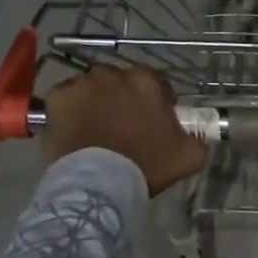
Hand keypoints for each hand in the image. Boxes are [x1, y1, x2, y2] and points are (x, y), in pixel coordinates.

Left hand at [41, 65, 208, 194]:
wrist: (98, 183)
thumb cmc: (145, 166)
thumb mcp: (189, 156)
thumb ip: (198, 138)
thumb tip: (199, 134)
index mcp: (147, 81)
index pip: (156, 83)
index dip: (156, 102)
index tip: (153, 123)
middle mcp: (114, 73)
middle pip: (121, 83)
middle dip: (123, 99)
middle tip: (123, 127)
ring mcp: (82, 83)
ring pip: (92, 88)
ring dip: (95, 101)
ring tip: (95, 129)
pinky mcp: (57, 96)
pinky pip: (66, 98)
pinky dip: (70, 109)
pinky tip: (74, 130)